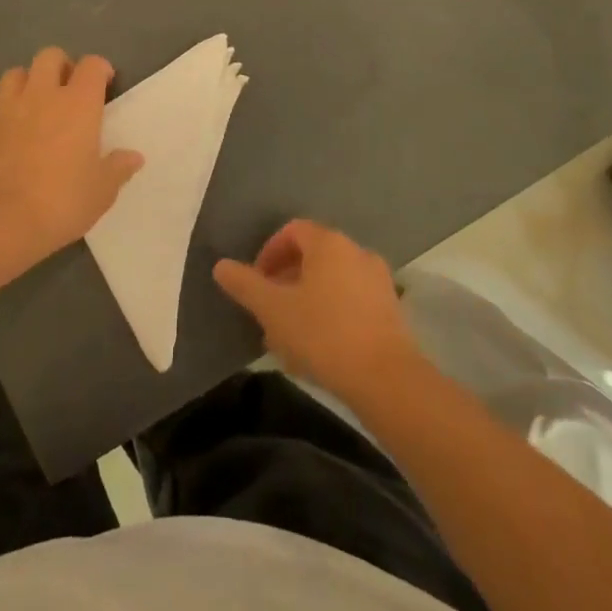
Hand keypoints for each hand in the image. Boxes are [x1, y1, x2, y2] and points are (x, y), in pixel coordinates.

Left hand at [0, 47, 144, 261]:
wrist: (0, 220)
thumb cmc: (61, 201)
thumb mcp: (101, 191)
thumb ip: (118, 168)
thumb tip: (133, 157)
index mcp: (78, 104)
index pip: (91, 65)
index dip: (100, 69)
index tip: (105, 85)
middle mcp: (43, 95)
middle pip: (50, 56)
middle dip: (62, 66)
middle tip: (70, 91)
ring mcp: (9, 109)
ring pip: (17, 73)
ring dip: (30, 81)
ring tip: (38, 105)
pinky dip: (9, 112)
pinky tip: (15, 136)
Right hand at [213, 219, 420, 402]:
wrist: (386, 379)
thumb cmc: (323, 334)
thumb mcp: (273, 309)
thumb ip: (245, 284)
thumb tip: (221, 266)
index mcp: (328, 243)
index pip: (292, 231)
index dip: (269, 253)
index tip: (256, 283)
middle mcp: (356, 252)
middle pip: (312, 256)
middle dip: (285, 281)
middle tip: (268, 311)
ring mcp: (377, 280)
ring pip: (331, 281)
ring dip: (306, 300)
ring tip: (289, 337)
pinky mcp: (391, 310)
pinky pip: (351, 300)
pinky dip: (330, 313)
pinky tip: (319, 348)